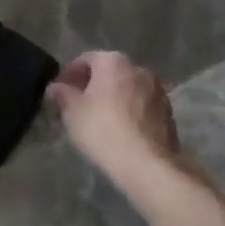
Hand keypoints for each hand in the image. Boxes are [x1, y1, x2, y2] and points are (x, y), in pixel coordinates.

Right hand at [46, 50, 182, 190]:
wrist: (148, 165)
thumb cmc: (103, 130)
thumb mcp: (72, 112)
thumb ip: (62, 94)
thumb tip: (56, 87)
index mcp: (113, 62)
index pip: (85, 60)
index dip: (69, 74)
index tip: (59, 92)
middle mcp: (138, 69)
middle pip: (108, 73)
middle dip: (92, 86)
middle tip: (77, 105)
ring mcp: (157, 91)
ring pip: (127, 89)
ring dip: (113, 99)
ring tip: (99, 120)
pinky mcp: (168, 113)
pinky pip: (141, 106)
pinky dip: (129, 112)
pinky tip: (120, 131)